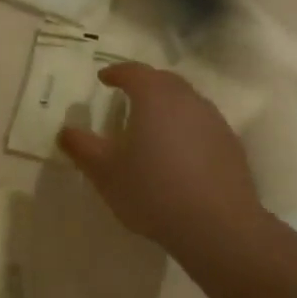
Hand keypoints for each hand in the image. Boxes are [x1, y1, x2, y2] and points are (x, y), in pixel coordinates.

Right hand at [57, 63, 266, 258]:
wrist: (217, 225)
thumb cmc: (152, 191)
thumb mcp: (105, 172)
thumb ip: (82, 147)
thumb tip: (65, 131)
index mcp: (154, 98)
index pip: (134, 72)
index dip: (116, 72)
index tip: (104, 78)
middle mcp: (187, 100)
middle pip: (163, 81)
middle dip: (144, 83)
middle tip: (127, 95)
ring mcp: (213, 121)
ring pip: (186, 101)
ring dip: (167, 105)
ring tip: (151, 124)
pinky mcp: (230, 145)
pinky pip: (202, 124)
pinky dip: (185, 127)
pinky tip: (177, 152)